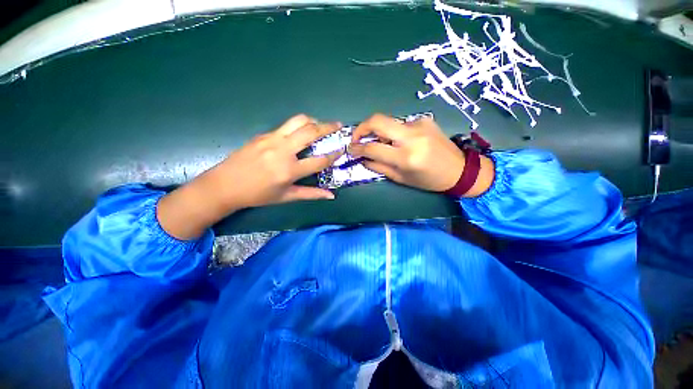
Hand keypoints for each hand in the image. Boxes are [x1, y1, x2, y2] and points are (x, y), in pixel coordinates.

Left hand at [157, 114, 341, 238]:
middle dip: (328, 127)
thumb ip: (311, 194)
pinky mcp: (263, 134)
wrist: (224, 185)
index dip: (333, 155)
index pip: (319, 160)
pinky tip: (300, 134)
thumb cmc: (258, 195)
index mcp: (289, 170)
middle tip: (338, 125)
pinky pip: (286, 126)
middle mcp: (282, 151)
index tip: (342, 150)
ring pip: (298, 121)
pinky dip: (298, 126)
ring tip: (320, 125)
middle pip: (310, 132)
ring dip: (313, 120)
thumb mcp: (286, 197)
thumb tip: (331, 195)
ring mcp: (271, 139)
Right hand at [349, 114, 493, 194]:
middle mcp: (412, 136)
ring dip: (381, 133)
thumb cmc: (428, 180)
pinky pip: (401, 124)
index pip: (373, 147)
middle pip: (378, 121)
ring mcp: (419, 124)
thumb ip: (379, 167)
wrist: (459, 170)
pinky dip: (395, 133)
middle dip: (361, 127)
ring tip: (385, 145)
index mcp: (406, 157)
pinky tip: (402, 142)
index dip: (357, 147)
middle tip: (357, 138)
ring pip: (389, 123)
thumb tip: (363, 158)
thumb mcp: (401, 178)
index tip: (351, 148)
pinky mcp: (424, 119)